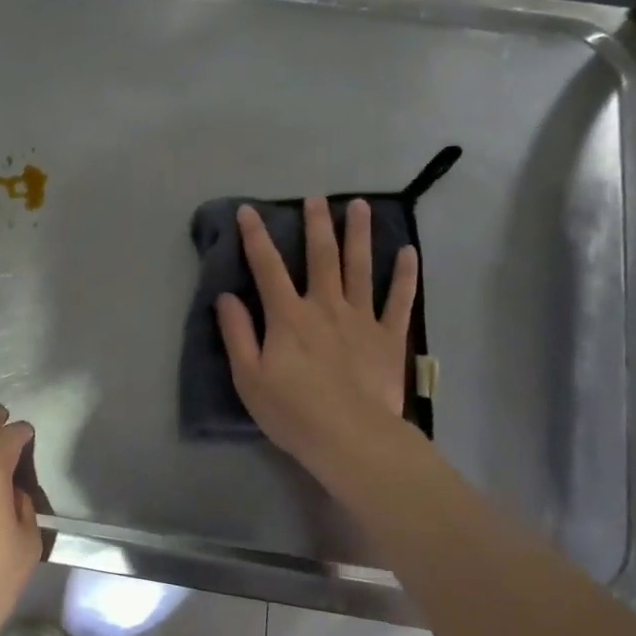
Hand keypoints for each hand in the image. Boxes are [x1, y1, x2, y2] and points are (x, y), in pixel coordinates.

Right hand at [216, 196, 418, 471]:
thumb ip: (237, 333)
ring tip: (361, 206)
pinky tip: (408, 252)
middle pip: (321, 256)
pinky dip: (404, 276)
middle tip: (317, 197)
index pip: (267, 267)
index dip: (255, 237)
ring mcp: (362, 319)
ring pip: (361, 267)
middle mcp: (325, 306)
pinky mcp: (389, 337)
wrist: (350, 437)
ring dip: (360, 234)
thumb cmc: (292, 412)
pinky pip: (399, 300)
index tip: (248, 211)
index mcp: (288, 316)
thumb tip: (226, 296)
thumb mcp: (248, 377)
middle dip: (317, 224)